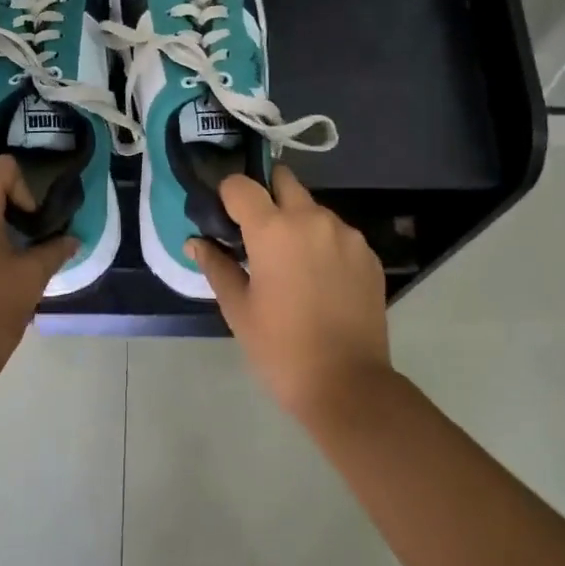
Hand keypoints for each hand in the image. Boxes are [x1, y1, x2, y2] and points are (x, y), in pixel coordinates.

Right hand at [188, 166, 391, 417]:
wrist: (347, 384)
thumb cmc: (280, 348)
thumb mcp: (237, 308)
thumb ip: (216, 266)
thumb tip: (196, 242)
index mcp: (274, 230)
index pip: (241, 184)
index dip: (226, 196)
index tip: (223, 218)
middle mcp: (312, 219)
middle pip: (283, 181)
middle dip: (265, 196)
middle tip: (255, 232)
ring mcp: (346, 235)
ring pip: (313, 208)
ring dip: (296, 221)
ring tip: (289, 263)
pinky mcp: (369, 254)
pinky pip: (337, 233)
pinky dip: (322, 243)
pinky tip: (318, 280)